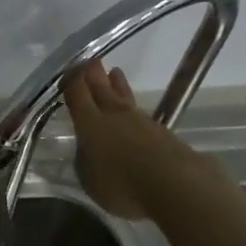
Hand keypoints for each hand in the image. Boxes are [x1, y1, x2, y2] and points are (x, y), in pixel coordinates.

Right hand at [63, 60, 209, 219]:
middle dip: (94, 74)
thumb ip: (86, 160)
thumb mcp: (90, 179)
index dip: (71, 80)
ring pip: (125, 98)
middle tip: (91, 59)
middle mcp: (114, 115)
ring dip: (118, 85)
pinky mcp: (165, 133)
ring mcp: (142, 122)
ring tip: (115, 72)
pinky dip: (135, 111)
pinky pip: (144, 116)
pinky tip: (136, 114)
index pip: (77, 93)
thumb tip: (88, 150)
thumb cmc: (123, 184)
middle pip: (102, 89)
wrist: (177, 185)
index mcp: (90, 122)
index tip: (68, 69)